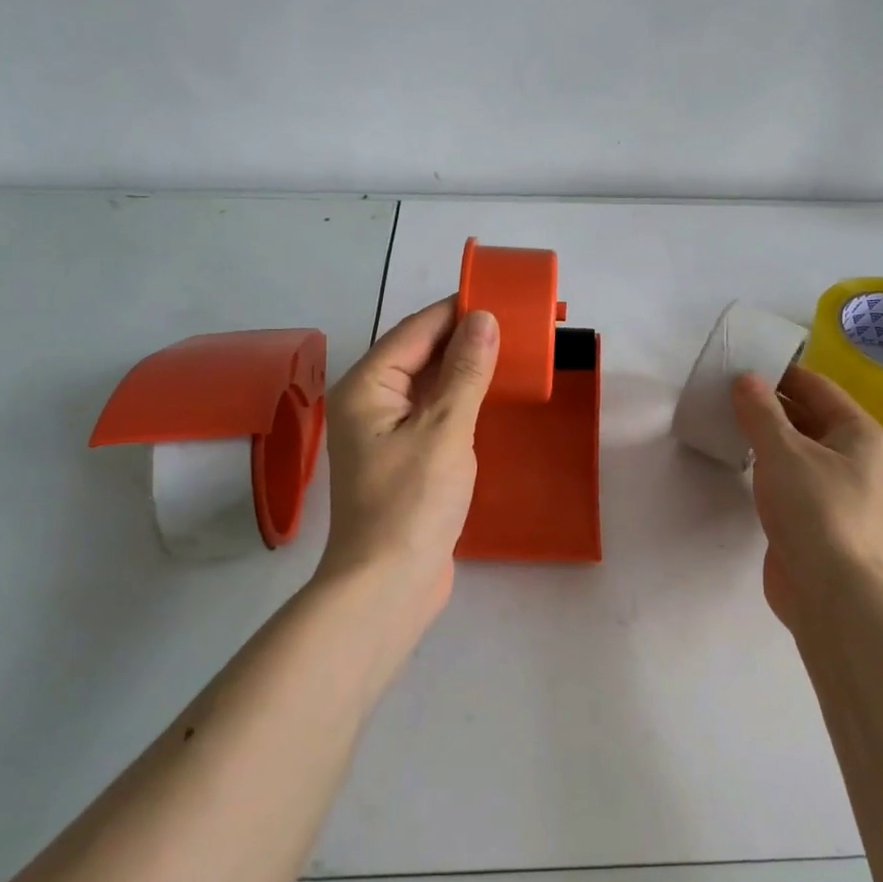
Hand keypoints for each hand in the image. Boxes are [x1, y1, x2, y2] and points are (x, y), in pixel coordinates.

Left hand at [319, 298, 498, 641]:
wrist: (388, 586)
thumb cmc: (411, 502)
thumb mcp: (445, 430)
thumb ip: (466, 371)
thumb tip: (484, 318)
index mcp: (367, 386)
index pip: (416, 330)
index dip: (457, 309)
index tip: (500, 295)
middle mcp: (370, 402)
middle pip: (419, 354)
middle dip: (464, 337)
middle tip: (515, 324)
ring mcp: (385, 432)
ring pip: (429, 384)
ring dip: (465, 368)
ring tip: (511, 351)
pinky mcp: (404, 457)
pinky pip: (434, 413)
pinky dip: (461, 399)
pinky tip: (491, 395)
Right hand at [732, 363, 882, 630]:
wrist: (831, 592)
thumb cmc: (816, 510)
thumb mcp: (783, 451)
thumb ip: (761, 411)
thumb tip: (745, 378)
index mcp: (857, 432)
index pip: (816, 386)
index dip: (781, 372)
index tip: (742, 362)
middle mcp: (852, 455)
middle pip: (807, 414)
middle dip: (769, 401)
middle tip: (725, 388)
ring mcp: (834, 486)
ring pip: (796, 446)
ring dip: (765, 431)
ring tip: (724, 415)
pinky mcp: (813, 513)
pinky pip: (787, 474)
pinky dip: (764, 461)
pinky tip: (737, 456)